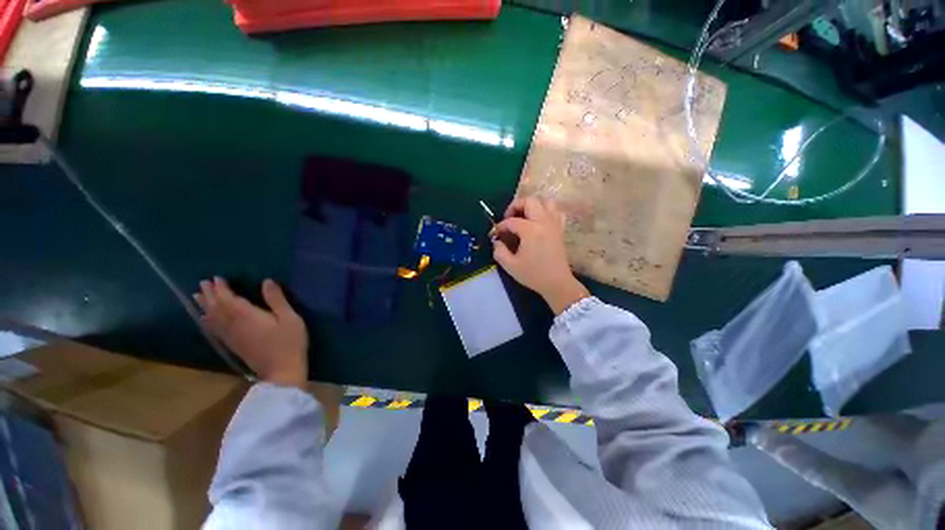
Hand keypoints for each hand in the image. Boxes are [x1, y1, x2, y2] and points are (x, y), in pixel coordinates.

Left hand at [194, 277, 308, 387]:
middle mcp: (233, 325)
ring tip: (197, 297)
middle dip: (210, 295)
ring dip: (204, 306)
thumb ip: (277, 300)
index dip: (222, 288)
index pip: (229, 299)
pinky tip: (204, 319)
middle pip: (217, 307)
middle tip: (202, 283)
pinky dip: (207, 322)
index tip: (217, 278)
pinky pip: (214, 330)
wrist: (281, 371)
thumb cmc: (289, 342)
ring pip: (212, 318)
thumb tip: (266, 281)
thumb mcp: (289, 318)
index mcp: (247, 316)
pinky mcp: (233, 345)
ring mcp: (231, 336)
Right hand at [492, 197, 588, 314]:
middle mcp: (544, 222)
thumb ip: (499, 251)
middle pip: (530, 201)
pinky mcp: (560, 229)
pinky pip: (555, 211)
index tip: (495, 234)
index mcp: (530, 230)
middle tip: (509, 218)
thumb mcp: (510, 265)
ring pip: (545, 202)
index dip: (500, 226)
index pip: (511, 221)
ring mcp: (554, 223)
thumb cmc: (533, 275)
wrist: (557, 283)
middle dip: (515, 206)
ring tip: (524, 216)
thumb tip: (497, 240)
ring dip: (532, 205)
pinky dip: (546, 211)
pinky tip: (539, 221)